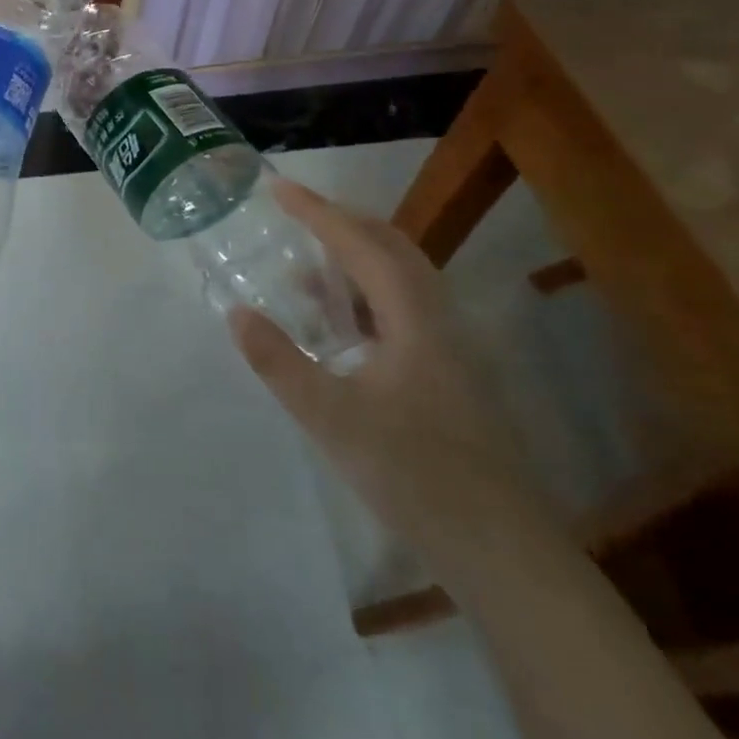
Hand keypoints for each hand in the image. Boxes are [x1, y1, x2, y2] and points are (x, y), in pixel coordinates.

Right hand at [231, 179, 550, 561]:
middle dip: (343, 221)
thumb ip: (280, 362)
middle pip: (392, 247)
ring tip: (307, 259)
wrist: (502, 550)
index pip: (360, 245)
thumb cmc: (415, 476)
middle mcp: (437, 320)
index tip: (278, 188)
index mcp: (414, 318)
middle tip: (295, 212)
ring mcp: (449, 348)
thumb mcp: (331, 418)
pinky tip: (339, 322)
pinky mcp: (449, 375)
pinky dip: (366, 293)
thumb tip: (237, 312)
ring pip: (402, 278)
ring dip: (356, 256)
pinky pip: (403, 308)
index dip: (317, 212)